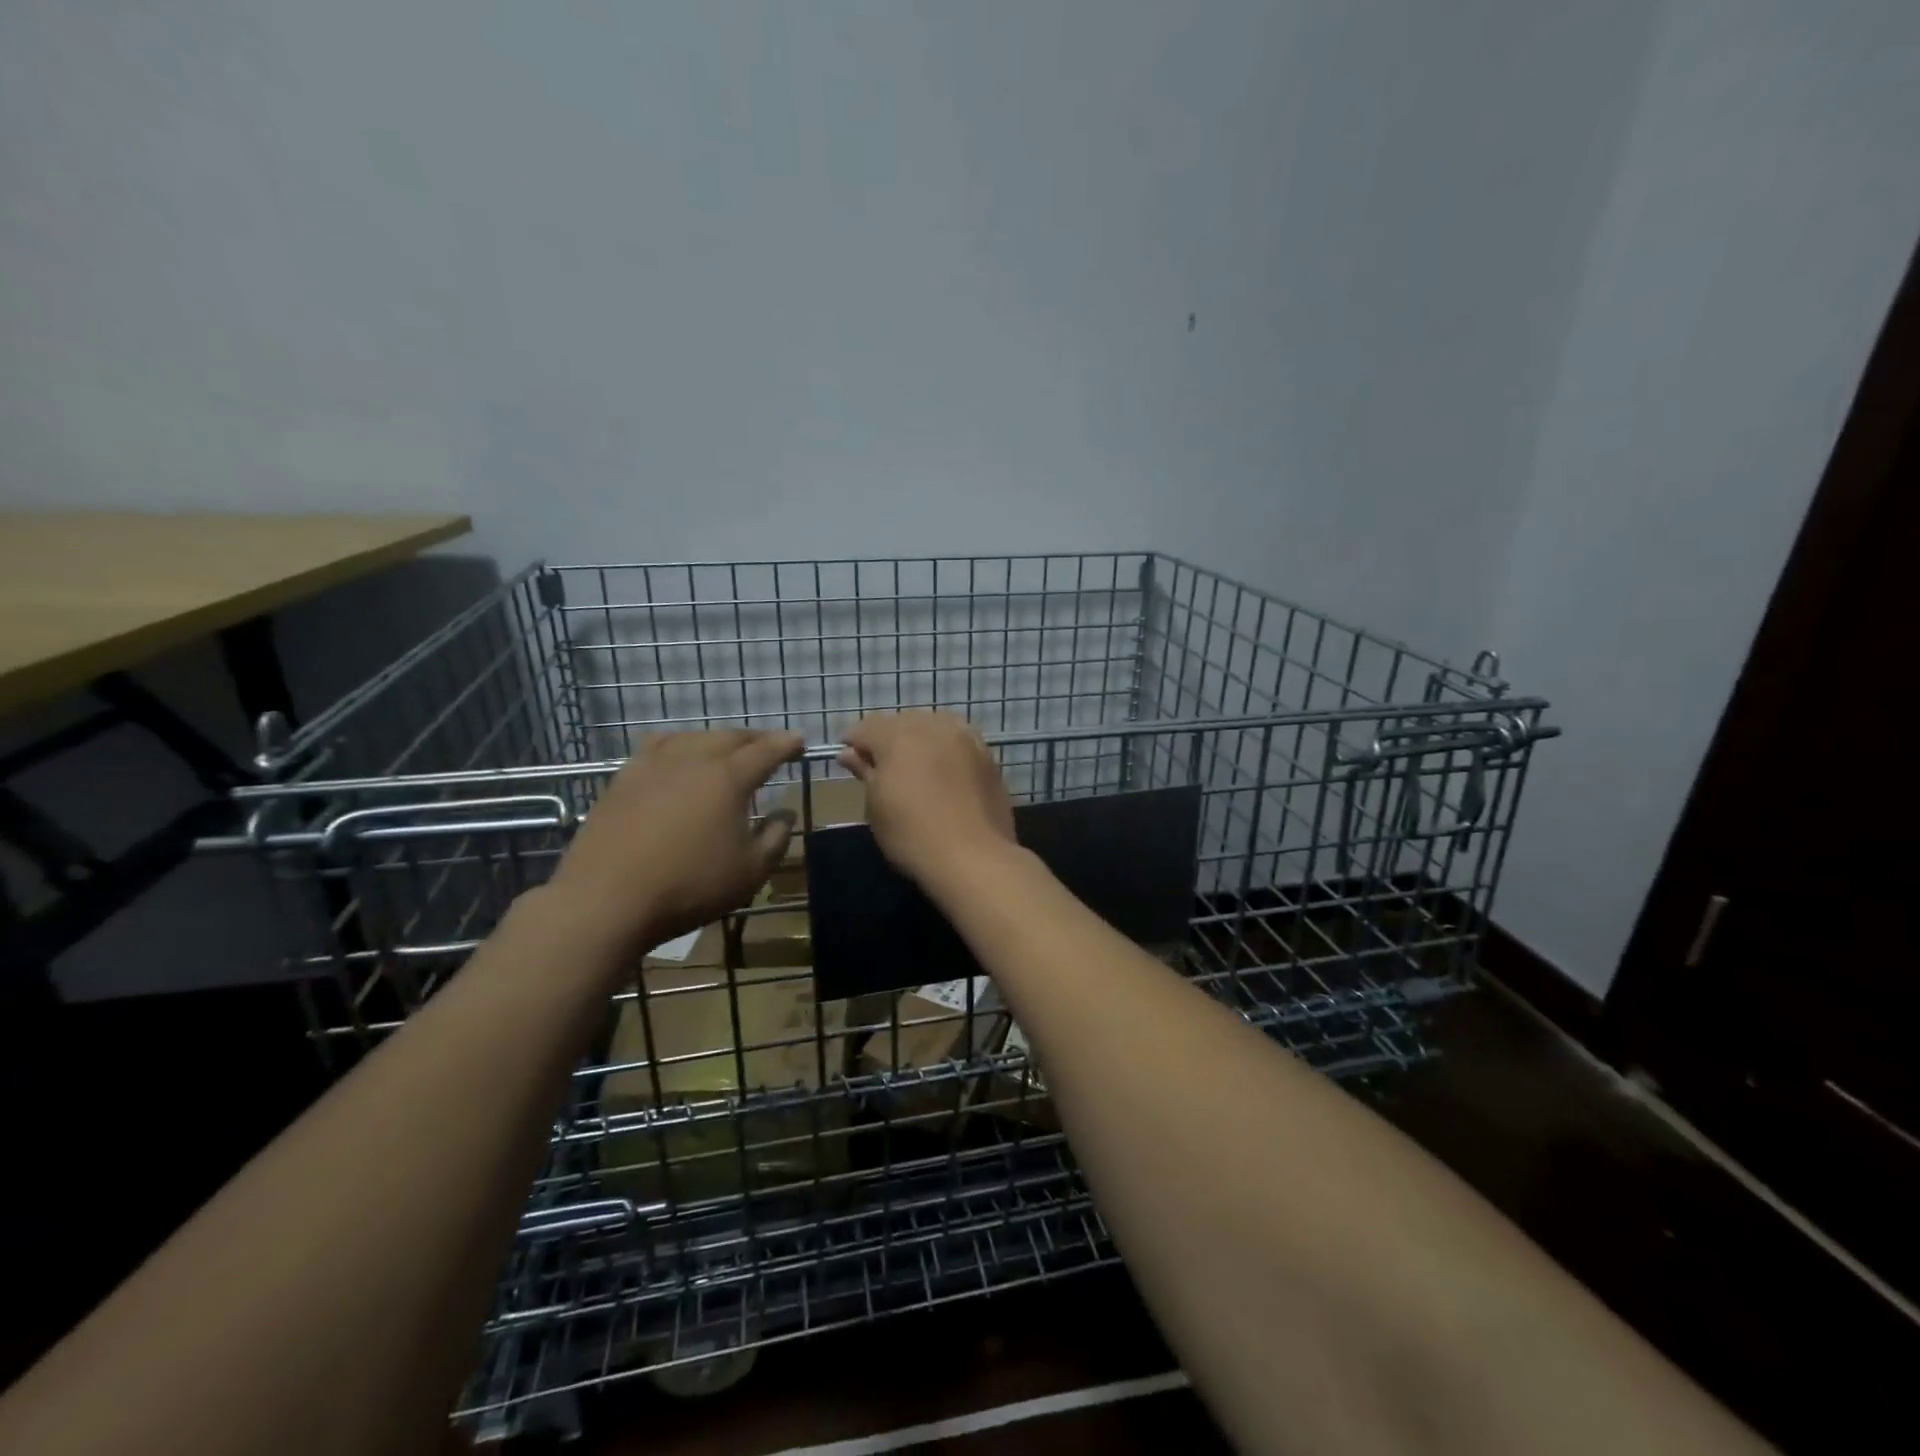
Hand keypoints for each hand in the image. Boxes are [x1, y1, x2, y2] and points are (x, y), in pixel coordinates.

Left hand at [546, 728, 803, 954]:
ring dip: (717, 739)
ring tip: (726, 749)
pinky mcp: (623, 778)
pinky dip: (679, 745)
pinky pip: (658, 747)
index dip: (787, 744)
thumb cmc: (689, 886)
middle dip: (755, 738)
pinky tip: (677, 758)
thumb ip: (775, 839)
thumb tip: (785, 814)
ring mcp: (653, 765)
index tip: (801, 741)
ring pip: (694, 737)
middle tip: (769, 745)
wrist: (605, 900)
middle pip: (730, 737)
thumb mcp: (750, 872)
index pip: (766, 751)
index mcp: (728, 778)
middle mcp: (693, 760)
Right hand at [838, 711, 1016, 886]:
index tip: (849, 762)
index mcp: (897, 736)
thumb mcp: (877, 806)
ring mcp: (964, 738)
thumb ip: (865, 772)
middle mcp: (932, 726)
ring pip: (933, 726)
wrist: (973, 857)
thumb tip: (850, 753)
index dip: (853, 742)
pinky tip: (943, 769)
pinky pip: (958, 740)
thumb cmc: (912, 835)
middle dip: (887, 738)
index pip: (866, 728)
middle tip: (880, 767)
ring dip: (918, 739)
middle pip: (901, 722)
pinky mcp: (986, 755)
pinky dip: (945, 748)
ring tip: (914, 766)